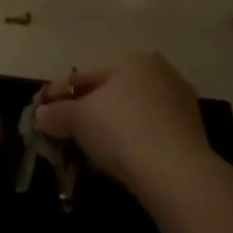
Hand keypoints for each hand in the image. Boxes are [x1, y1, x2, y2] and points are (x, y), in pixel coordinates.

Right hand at [34, 53, 212, 193]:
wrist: (175, 172)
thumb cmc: (121, 130)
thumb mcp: (78, 119)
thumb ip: (57, 113)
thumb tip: (41, 115)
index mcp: (135, 60)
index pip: (86, 75)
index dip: (59, 93)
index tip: (41, 110)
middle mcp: (161, 74)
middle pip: (111, 93)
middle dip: (85, 111)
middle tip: (62, 130)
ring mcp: (180, 104)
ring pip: (131, 114)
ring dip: (108, 128)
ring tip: (86, 149)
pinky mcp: (191, 135)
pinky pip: (149, 133)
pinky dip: (130, 142)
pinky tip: (116, 160)